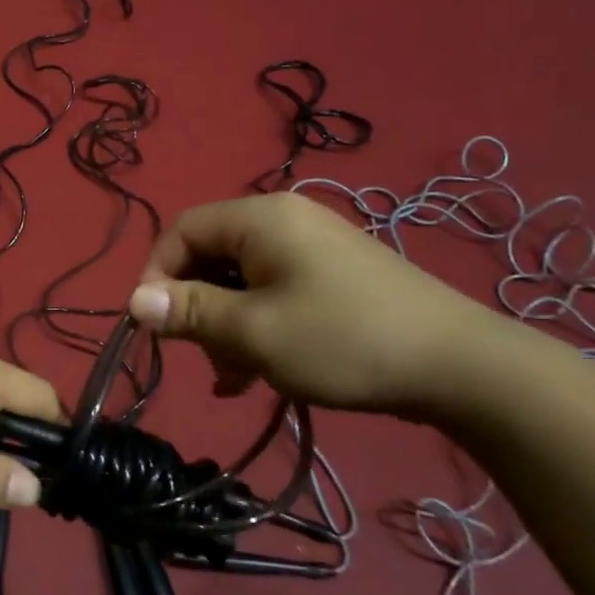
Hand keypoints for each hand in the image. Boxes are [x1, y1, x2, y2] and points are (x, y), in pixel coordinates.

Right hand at [128, 193, 509, 418]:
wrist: (461, 367)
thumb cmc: (343, 340)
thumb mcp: (253, 331)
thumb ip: (189, 312)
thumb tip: (133, 301)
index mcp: (260, 218)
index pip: (182, 231)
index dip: (157, 275)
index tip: (154, 324)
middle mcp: (284, 221)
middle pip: (211, 256)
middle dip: (196, 308)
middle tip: (201, 356)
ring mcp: (313, 247)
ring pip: (241, 280)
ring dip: (226, 325)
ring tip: (233, 376)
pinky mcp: (334, 275)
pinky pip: (274, 292)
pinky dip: (257, 326)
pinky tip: (258, 373)